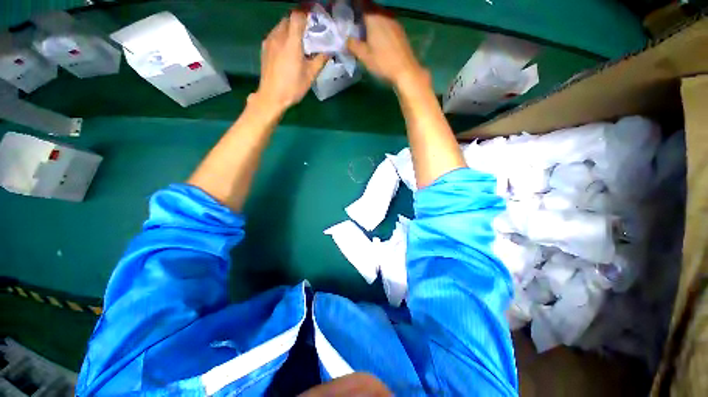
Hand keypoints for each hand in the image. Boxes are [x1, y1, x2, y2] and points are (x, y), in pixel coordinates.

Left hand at [255, 11, 327, 112]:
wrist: (272, 96)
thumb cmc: (293, 87)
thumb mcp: (310, 76)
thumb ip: (320, 60)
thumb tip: (329, 51)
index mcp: (291, 42)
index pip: (298, 16)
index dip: (306, 13)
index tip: (314, 18)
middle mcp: (278, 36)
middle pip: (288, 18)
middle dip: (299, 20)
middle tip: (308, 31)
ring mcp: (269, 41)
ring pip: (281, 25)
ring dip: (290, 28)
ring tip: (299, 40)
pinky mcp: (264, 47)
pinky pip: (275, 33)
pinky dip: (283, 35)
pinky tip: (288, 47)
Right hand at [346, 9, 425, 87]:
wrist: (405, 71)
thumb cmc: (383, 63)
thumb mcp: (364, 56)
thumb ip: (353, 45)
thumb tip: (346, 40)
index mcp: (374, 18)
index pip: (361, 4)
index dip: (354, 8)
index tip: (349, 16)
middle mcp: (384, 15)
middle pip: (371, 9)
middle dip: (362, 15)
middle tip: (355, 27)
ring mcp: (394, 22)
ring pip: (379, 16)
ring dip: (371, 22)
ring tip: (364, 35)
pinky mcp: (399, 31)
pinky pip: (386, 23)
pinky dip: (379, 27)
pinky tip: (377, 40)